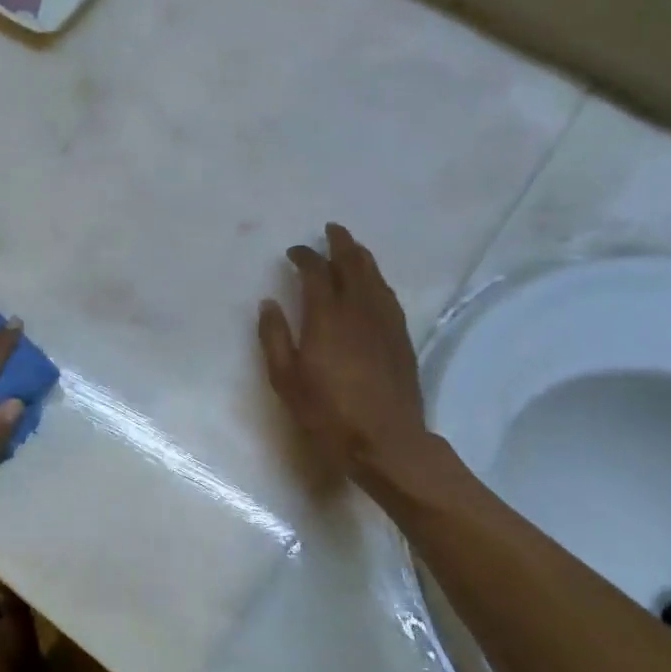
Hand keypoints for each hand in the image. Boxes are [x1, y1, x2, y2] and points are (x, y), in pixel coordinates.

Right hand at [258, 224, 431, 480]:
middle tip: (331, 230)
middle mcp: (359, 309)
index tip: (294, 251)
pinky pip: (388, 295)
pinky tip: (373, 284)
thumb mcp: (286, 379)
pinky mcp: (402, 338)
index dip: (304, 256)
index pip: (316, 272)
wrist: (387, 441)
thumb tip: (268, 303)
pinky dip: (376, 279)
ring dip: (362, 257)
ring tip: (352, 248)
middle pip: (353, 264)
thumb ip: (274, 337)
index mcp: (326, 316)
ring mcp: (385, 322)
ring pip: (375, 277)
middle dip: (341, 243)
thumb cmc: (328, 413)